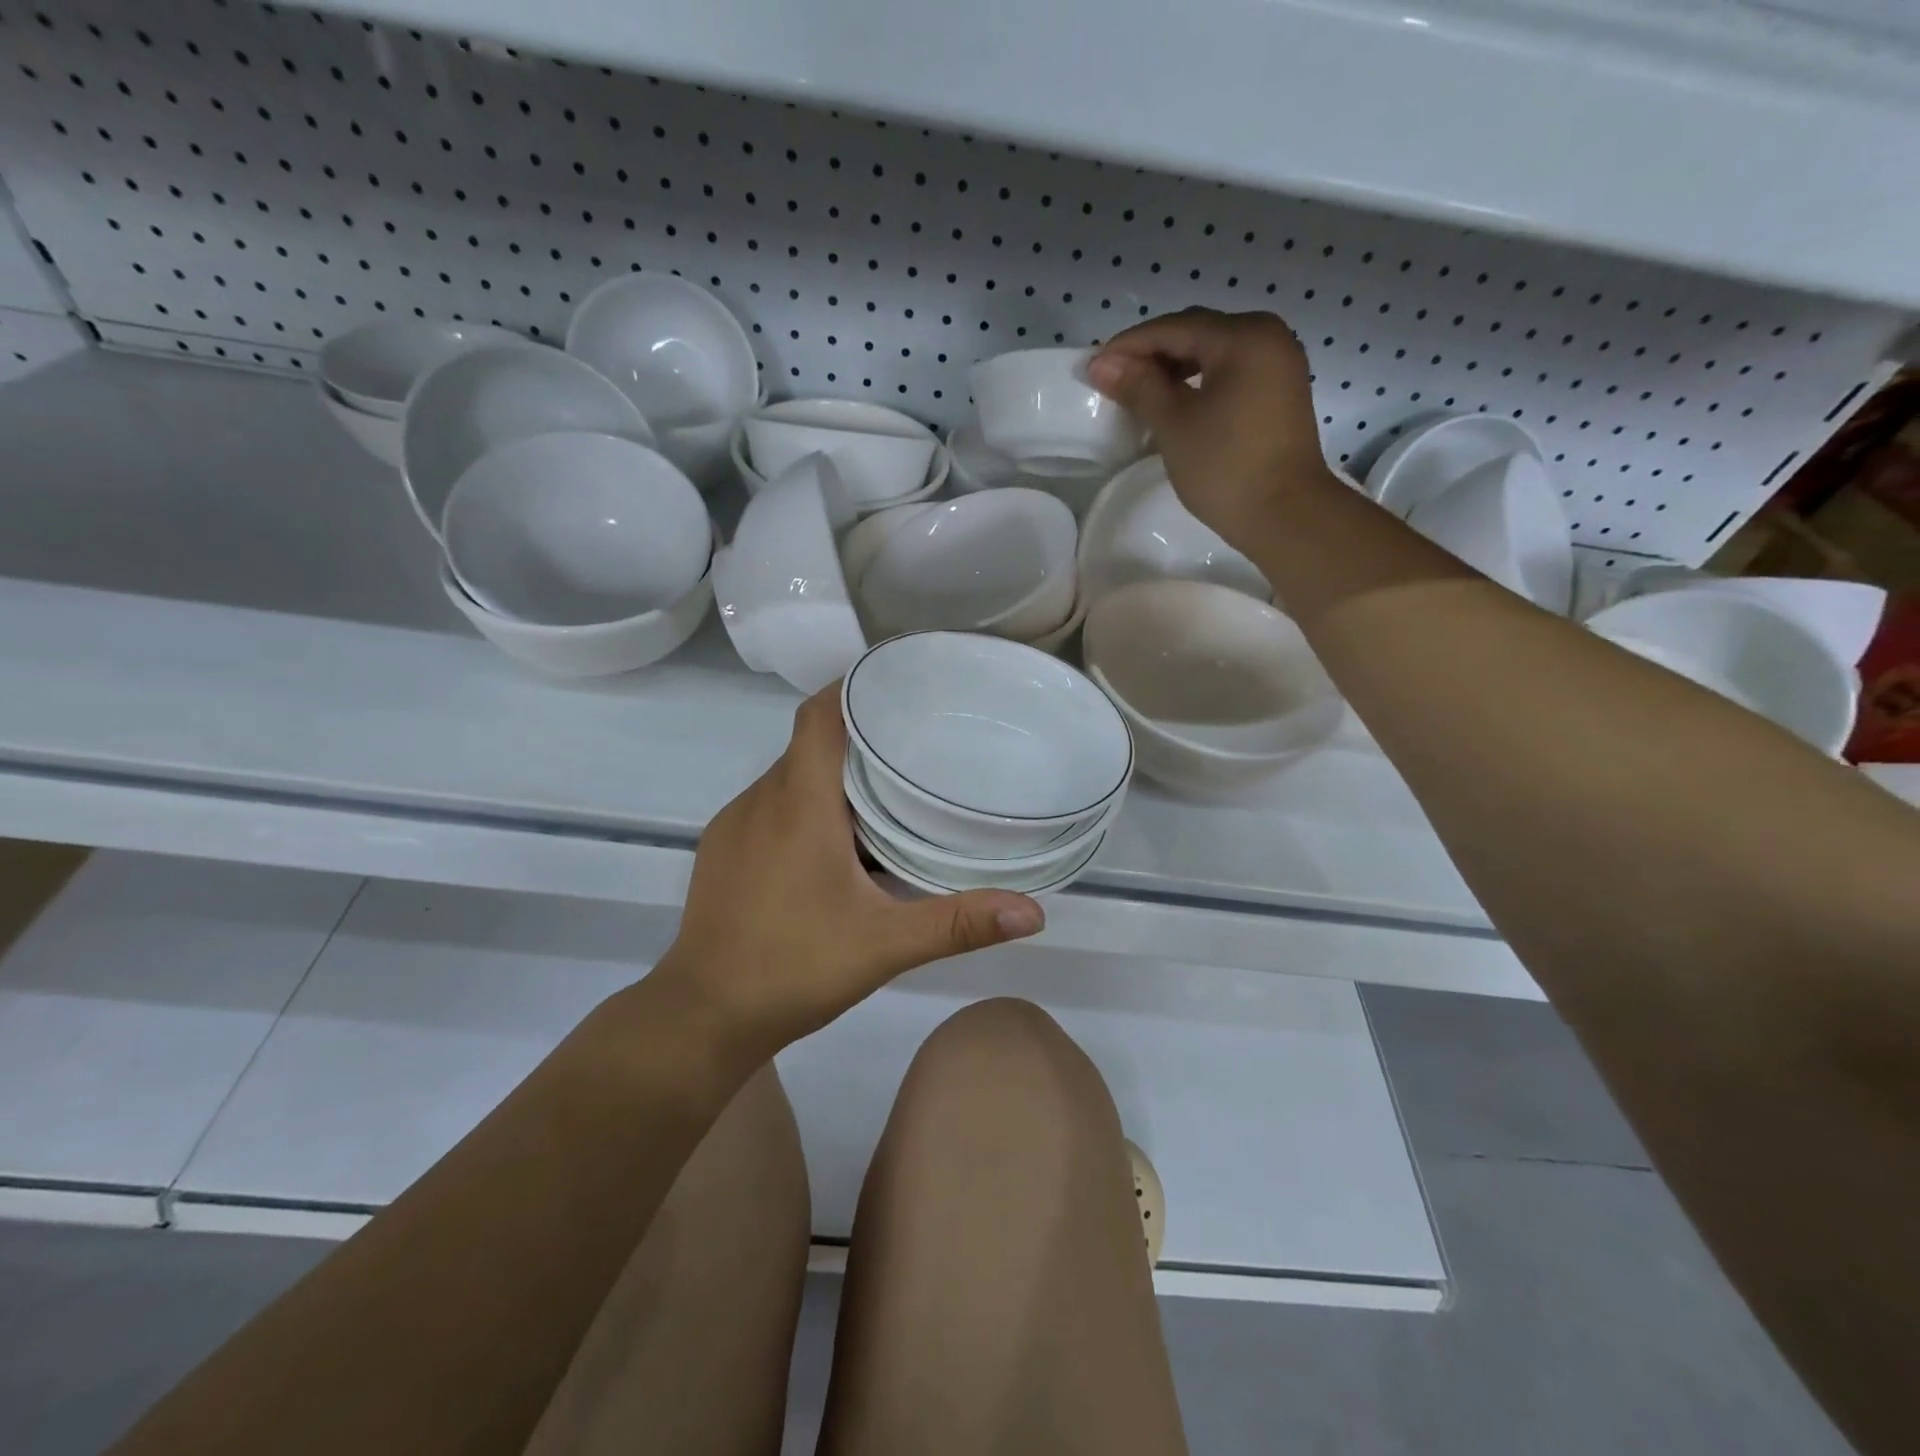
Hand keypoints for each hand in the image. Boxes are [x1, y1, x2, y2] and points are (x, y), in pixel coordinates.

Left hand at [659, 687, 1045, 1047]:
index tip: (897, 687)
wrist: (702, 1015)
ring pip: (789, 776)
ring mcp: (735, 824)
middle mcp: (761, 799)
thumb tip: (1033, 913)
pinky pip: (770, 805)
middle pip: (811, 743)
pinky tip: (833, 841)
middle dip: (857, 736)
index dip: (852, 689)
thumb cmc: (793, 967)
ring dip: (831, 775)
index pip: (819, 715)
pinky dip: (804, 804)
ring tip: (883, 790)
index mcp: (799, 803)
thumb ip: (958, 924)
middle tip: (913, 743)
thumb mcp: (885, 945)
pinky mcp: (722, 850)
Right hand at [1088, 308, 1336, 553]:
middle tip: (1112, 378)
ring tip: (1138, 391)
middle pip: (1196, 333)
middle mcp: (1267, 337)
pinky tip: (1174, 401)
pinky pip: (1230, 372)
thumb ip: (1139, 387)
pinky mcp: (1279, 392)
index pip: (1174, 328)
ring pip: (1213, 353)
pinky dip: (1198, 381)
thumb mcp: (1174, 424)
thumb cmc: (1226, 467)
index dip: (1129, 345)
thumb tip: (1101, 364)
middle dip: (1152, 353)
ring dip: (1174, 368)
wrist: (1286, 515)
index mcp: (1244, 336)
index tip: (1093, 366)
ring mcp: (1278, 364)